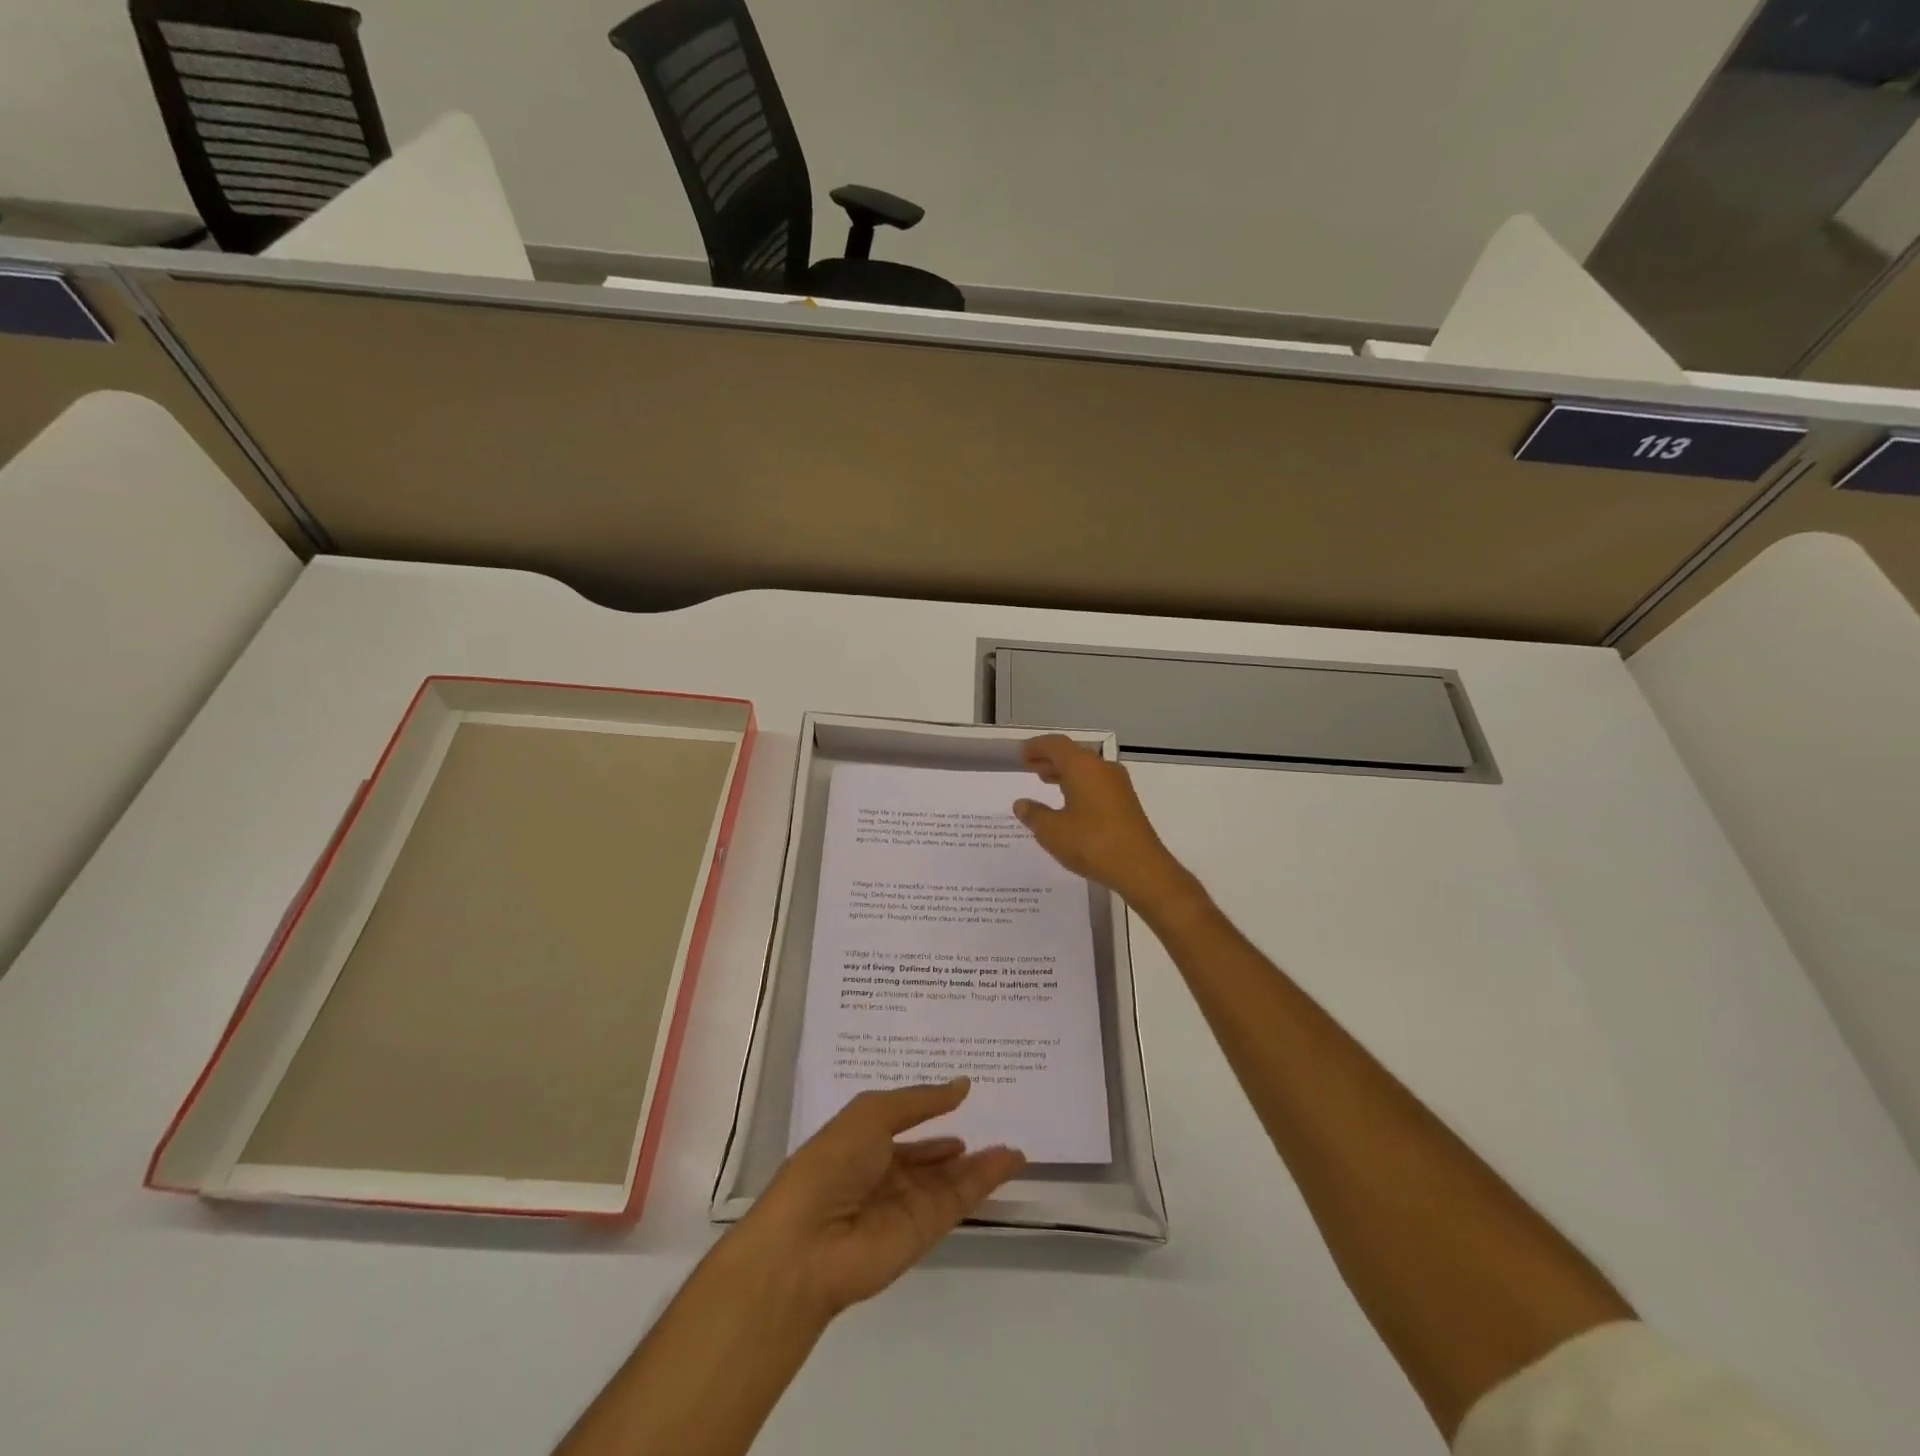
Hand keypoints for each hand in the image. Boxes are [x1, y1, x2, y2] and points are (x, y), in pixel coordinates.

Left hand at [737, 1079, 1025, 1320]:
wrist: (809, 1243)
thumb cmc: (832, 1162)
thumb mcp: (872, 1113)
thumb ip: (920, 1101)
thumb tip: (962, 1085)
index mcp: (862, 1141)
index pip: (901, 1124)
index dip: (928, 1111)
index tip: (961, 1097)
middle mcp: (884, 1173)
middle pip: (928, 1157)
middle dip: (955, 1145)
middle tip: (992, 1125)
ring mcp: (905, 1203)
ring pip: (950, 1179)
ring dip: (980, 1163)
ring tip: (1012, 1147)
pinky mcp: (924, 1230)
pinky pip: (960, 1198)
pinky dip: (985, 1180)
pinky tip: (1008, 1160)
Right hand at [1013, 734, 1194, 911]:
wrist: (1141, 868)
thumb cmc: (1091, 843)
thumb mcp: (1052, 831)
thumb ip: (1034, 814)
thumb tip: (1021, 804)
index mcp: (1082, 767)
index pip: (1056, 745)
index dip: (1036, 747)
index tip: (1021, 755)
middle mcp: (1102, 769)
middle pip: (1073, 754)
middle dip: (1050, 759)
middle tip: (1030, 767)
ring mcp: (1118, 785)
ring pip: (1086, 769)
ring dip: (1065, 772)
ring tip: (1045, 782)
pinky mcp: (1126, 802)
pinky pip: (1097, 783)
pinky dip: (1079, 785)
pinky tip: (1070, 803)